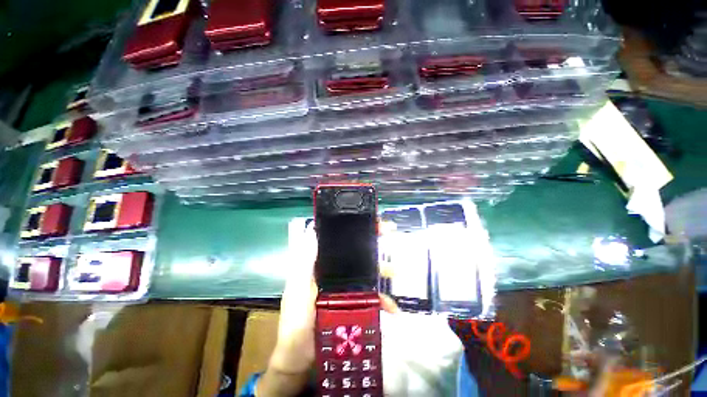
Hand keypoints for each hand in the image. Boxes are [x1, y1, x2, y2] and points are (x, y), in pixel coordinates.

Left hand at [257, 226, 398, 396]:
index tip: (366, 220)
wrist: (301, 360)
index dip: (351, 228)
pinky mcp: (352, 302)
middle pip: (353, 252)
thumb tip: (312, 232)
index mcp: (318, 264)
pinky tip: (392, 308)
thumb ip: (304, 263)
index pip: (335, 239)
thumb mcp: (298, 289)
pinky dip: (381, 299)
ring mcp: (343, 286)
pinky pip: (369, 296)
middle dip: (371, 242)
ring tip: (395, 271)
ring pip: (364, 271)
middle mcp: (332, 271)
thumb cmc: (296, 322)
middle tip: (388, 232)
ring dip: (380, 270)